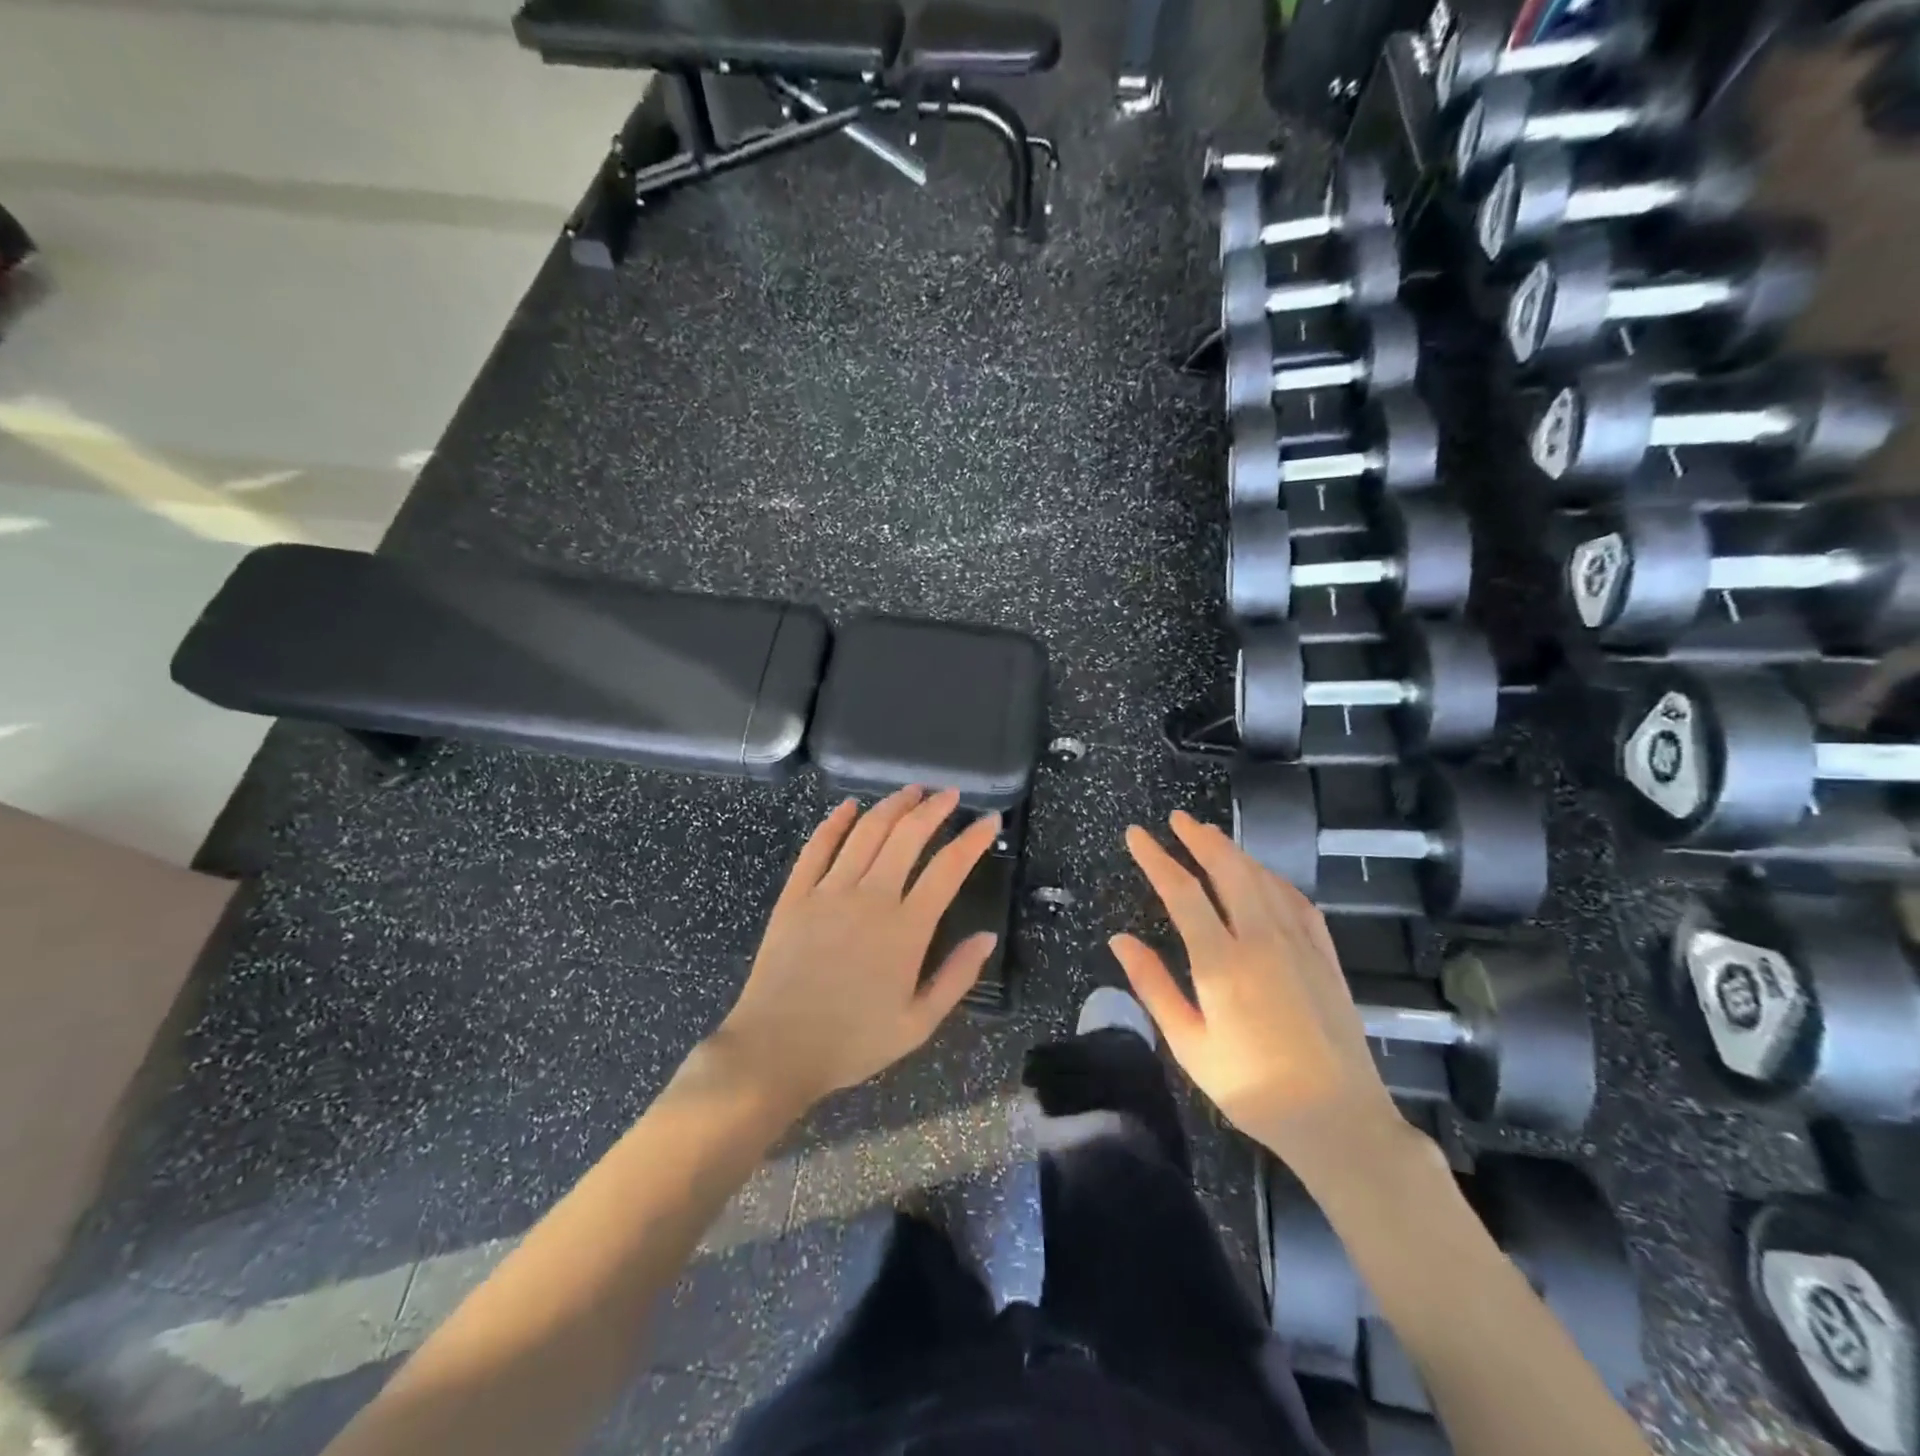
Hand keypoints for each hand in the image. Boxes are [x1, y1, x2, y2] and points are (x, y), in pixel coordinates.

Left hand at [709, 787, 1001, 1113]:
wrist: (776, 1050)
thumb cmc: (852, 1042)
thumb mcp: (918, 1024)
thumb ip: (957, 977)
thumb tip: (987, 936)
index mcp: (906, 929)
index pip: (949, 868)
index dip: (973, 840)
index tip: (990, 821)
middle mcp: (870, 897)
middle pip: (907, 836)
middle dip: (933, 809)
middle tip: (950, 794)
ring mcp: (829, 891)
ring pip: (866, 832)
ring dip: (892, 806)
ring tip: (912, 791)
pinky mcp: (795, 895)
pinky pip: (817, 847)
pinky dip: (834, 822)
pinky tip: (848, 806)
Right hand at [1111, 811, 1402, 1166]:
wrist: (1339, 1120)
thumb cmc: (1251, 1087)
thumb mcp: (1189, 1045)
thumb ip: (1153, 986)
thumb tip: (1119, 939)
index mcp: (1222, 962)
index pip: (1182, 892)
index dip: (1156, 858)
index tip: (1136, 835)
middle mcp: (1262, 940)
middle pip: (1228, 869)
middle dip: (1199, 838)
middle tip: (1176, 819)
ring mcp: (1299, 944)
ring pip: (1263, 878)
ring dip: (1233, 851)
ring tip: (1210, 836)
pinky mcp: (1325, 956)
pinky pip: (1296, 900)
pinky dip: (1272, 877)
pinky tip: (1263, 876)